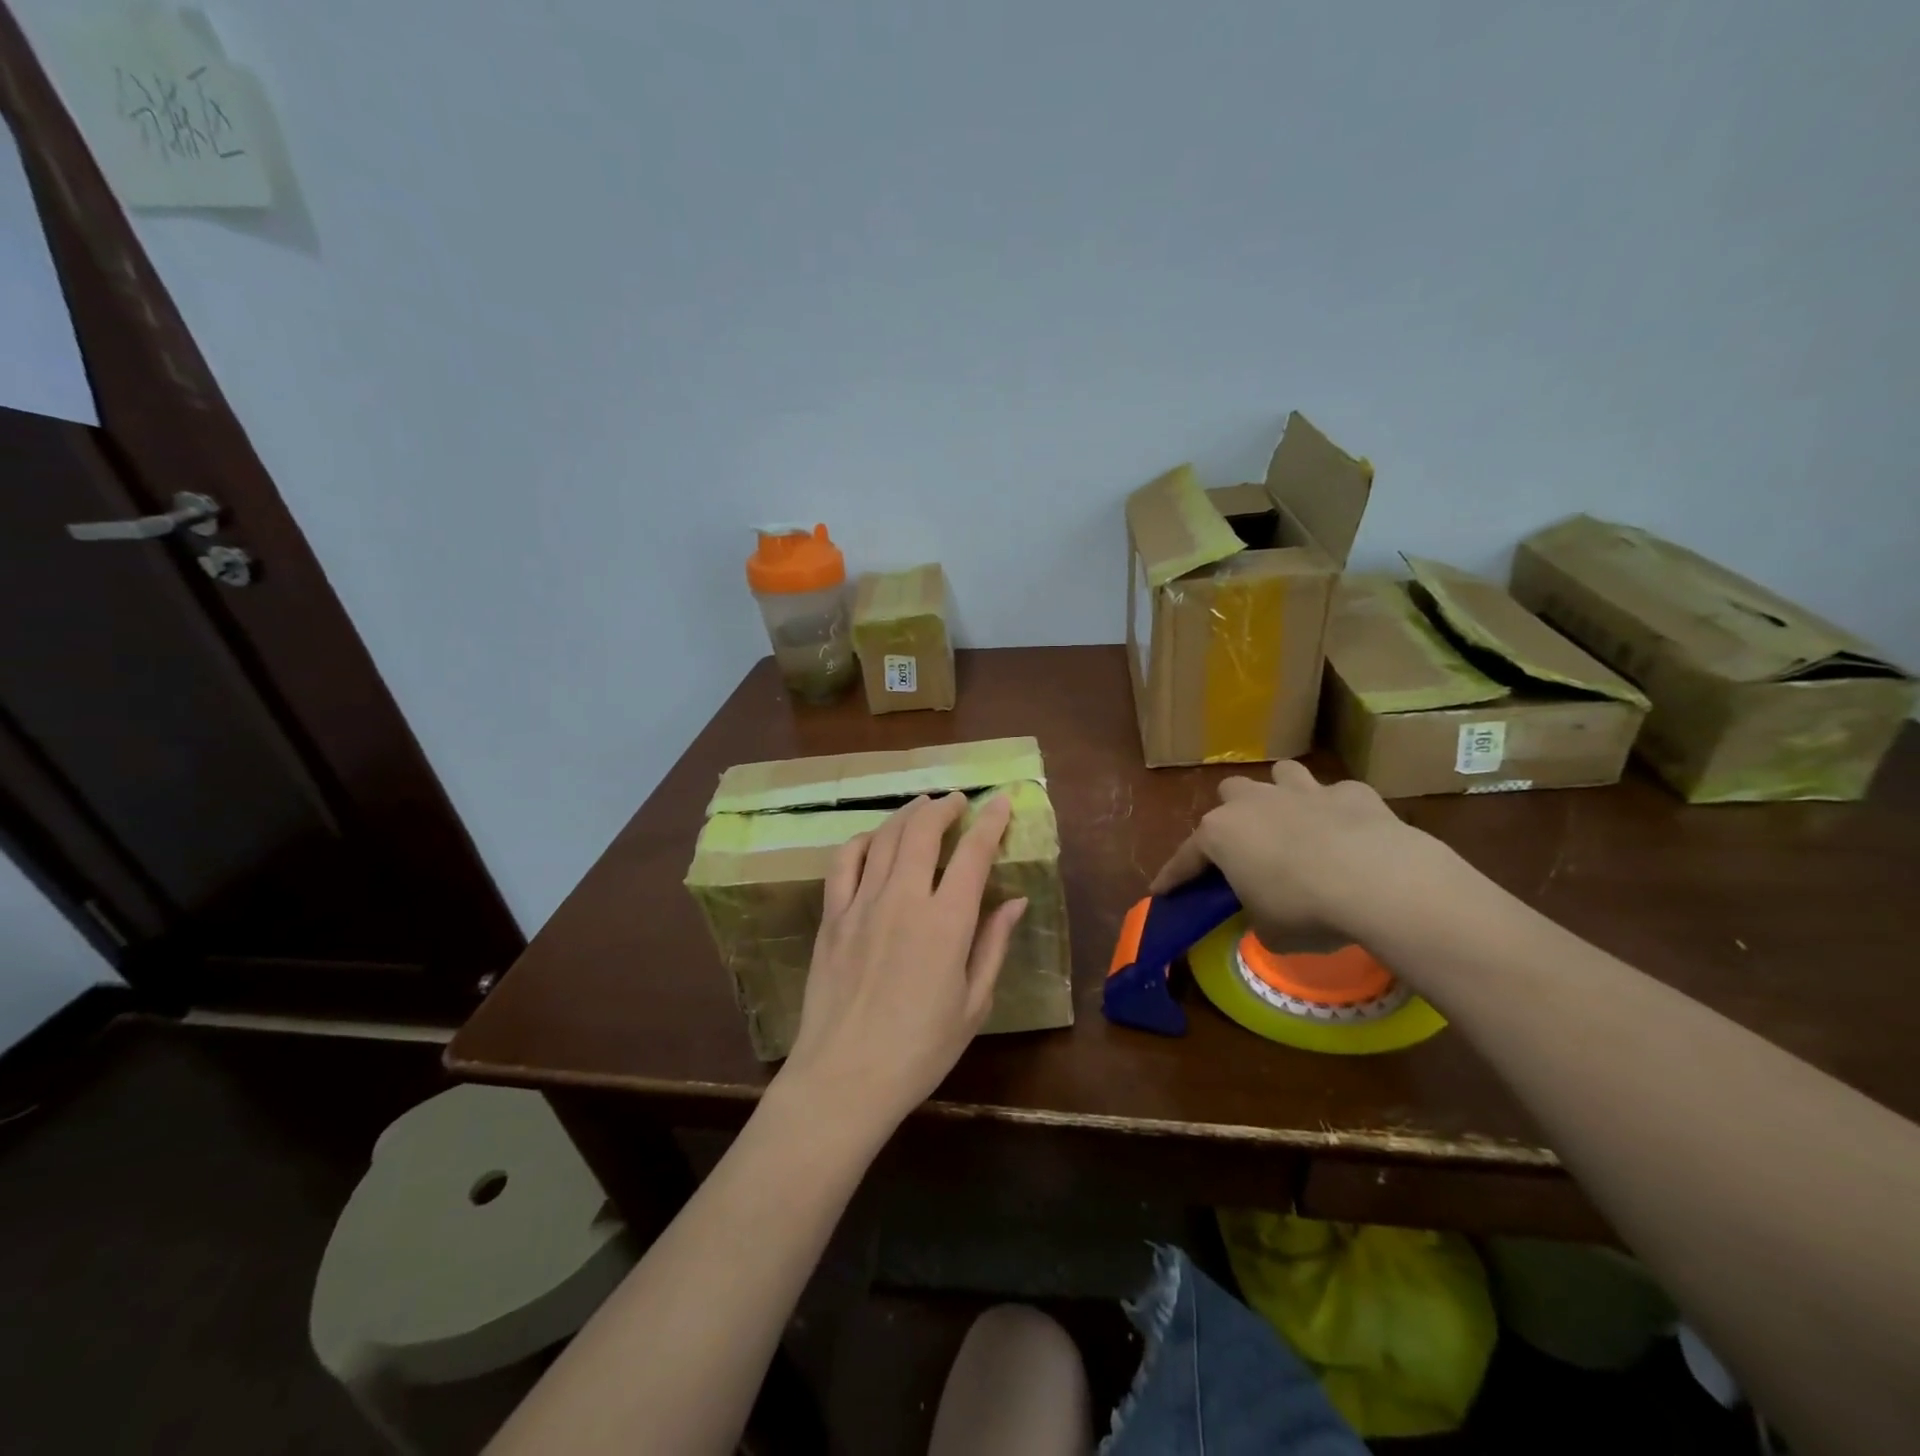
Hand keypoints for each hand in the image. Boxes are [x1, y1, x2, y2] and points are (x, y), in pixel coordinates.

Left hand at [778, 792, 1027, 1139]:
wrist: (844, 1077)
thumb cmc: (920, 1050)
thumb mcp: (973, 1004)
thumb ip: (993, 945)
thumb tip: (1015, 901)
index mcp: (946, 923)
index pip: (972, 854)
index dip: (990, 822)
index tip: (1001, 800)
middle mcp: (903, 900)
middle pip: (922, 831)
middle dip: (944, 807)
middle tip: (958, 800)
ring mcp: (861, 905)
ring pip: (885, 839)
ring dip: (907, 814)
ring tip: (923, 805)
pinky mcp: (831, 917)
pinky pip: (844, 862)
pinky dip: (862, 840)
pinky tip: (874, 838)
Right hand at [1149, 762, 1450, 945]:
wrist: (1380, 882)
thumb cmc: (1306, 909)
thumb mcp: (1269, 931)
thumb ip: (1257, 917)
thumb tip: (1266, 917)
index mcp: (1221, 834)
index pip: (1186, 857)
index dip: (1173, 877)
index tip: (1160, 891)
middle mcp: (1255, 802)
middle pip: (1229, 794)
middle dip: (1234, 815)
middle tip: (1247, 846)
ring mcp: (1304, 790)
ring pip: (1280, 774)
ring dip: (1281, 795)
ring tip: (1293, 820)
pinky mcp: (1352, 792)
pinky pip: (1336, 795)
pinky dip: (1337, 811)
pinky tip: (1349, 832)